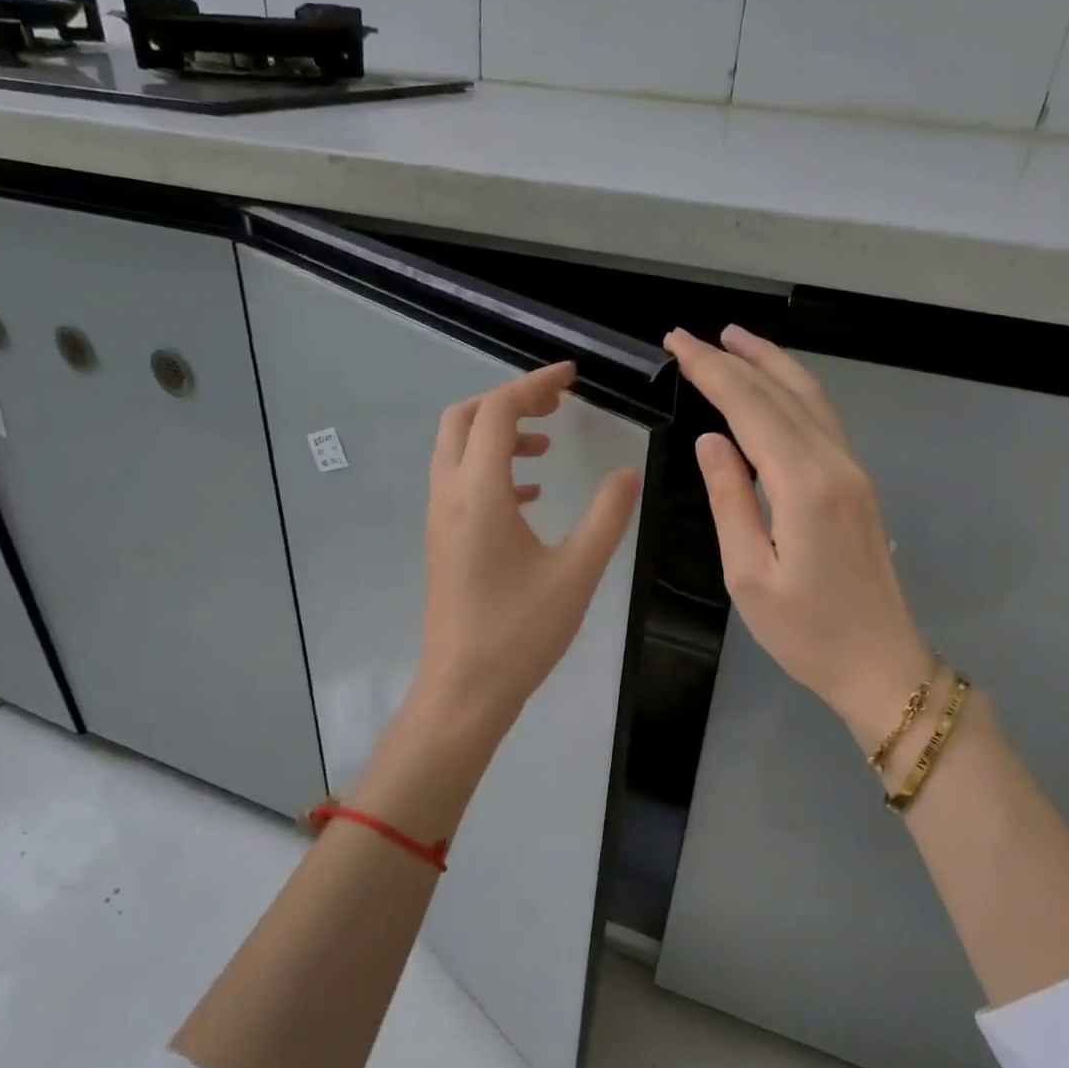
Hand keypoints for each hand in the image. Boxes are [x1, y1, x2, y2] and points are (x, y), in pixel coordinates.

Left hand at [409, 360, 642, 747]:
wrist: (464, 689)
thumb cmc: (521, 632)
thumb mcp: (577, 572)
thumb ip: (607, 516)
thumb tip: (629, 473)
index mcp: (479, 493)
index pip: (498, 411)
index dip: (534, 384)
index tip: (571, 378)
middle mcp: (449, 495)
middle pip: (464, 418)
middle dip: (508, 400)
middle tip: (555, 405)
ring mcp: (439, 519)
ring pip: (457, 450)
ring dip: (498, 435)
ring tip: (546, 450)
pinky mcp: (441, 541)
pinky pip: (459, 482)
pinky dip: (491, 470)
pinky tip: (530, 497)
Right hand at [664, 326, 931, 749]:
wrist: (880, 665)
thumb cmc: (805, 632)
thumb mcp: (747, 574)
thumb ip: (728, 499)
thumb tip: (711, 440)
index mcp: (804, 486)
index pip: (750, 408)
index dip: (712, 371)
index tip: (678, 343)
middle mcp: (835, 464)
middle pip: (782, 392)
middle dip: (734, 358)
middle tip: (690, 335)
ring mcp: (853, 471)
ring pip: (810, 398)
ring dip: (771, 363)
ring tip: (734, 339)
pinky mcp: (857, 484)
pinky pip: (822, 420)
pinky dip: (792, 390)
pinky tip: (773, 387)